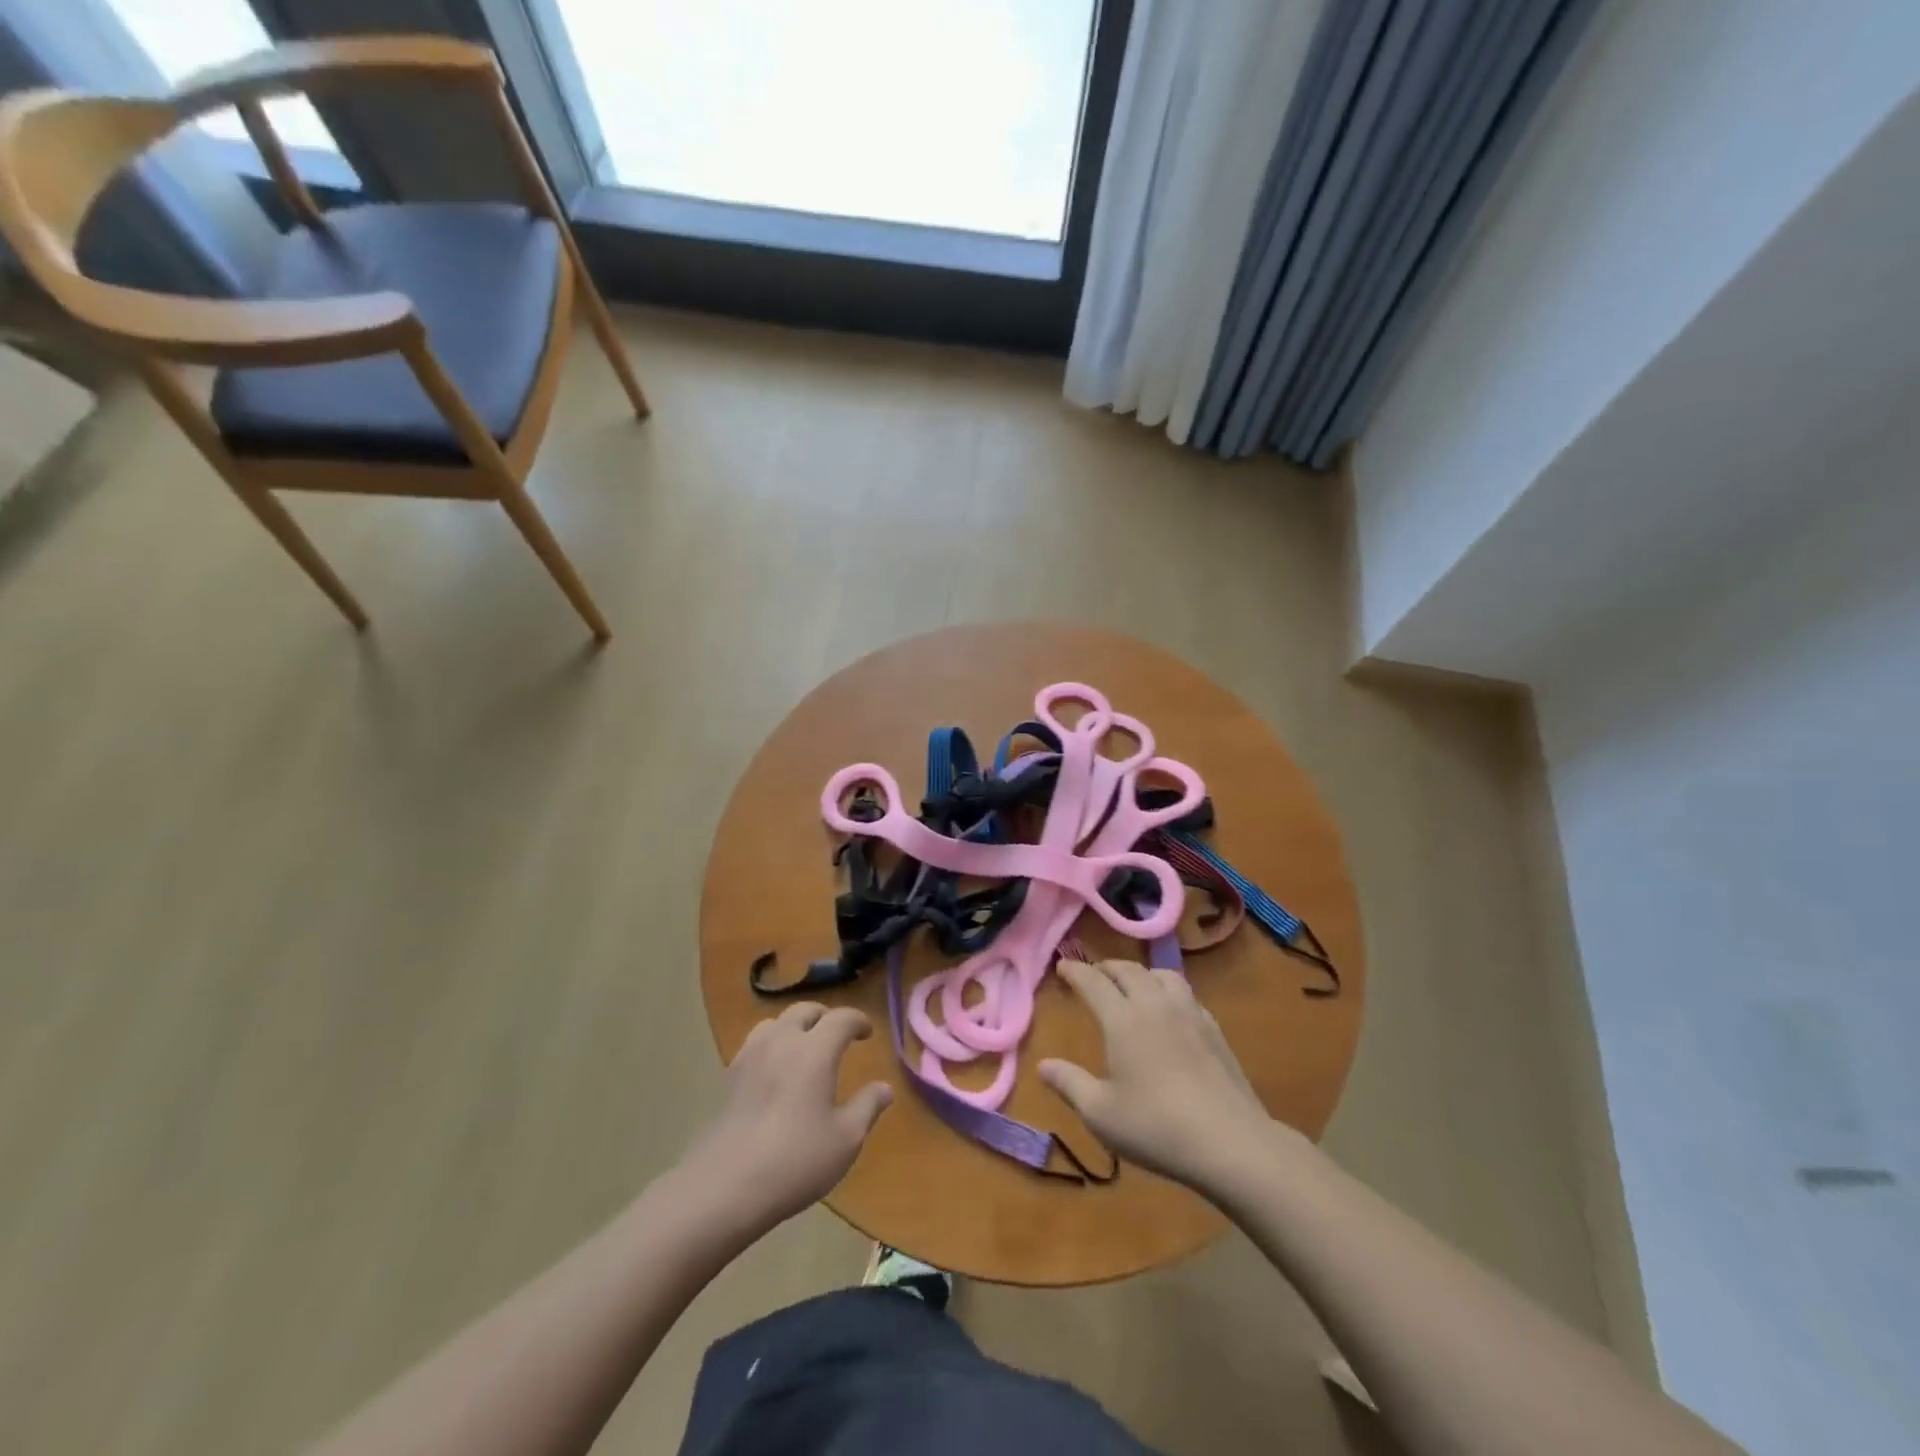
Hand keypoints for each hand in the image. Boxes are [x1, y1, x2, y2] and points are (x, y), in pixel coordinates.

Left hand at [682, 1003, 892, 1231]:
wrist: (724, 1186)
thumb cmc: (795, 1160)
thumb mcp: (845, 1139)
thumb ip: (867, 1107)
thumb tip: (884, 1087)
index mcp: (814, 1051)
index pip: (840, 1019)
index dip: (857, 1020)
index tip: (867, 1032)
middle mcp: (782, 1042)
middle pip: (804, 1011)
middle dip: (825, 1017)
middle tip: (837, 1034)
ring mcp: (750, 1057)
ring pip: (775, 1023)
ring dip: (794, 1026)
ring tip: (804, 1046)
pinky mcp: (728, 1078)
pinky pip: (754, 1044)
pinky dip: (771, 1044)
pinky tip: (774, 1070)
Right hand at [1040, 959, 1277, 1195]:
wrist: (1231, 1142)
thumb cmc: (1157, 1127)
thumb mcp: (1101, 1113)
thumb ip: (1069, 1084)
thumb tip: (1043, 1065)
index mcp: (1123, 1020)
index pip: (1094, 982)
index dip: (1075, 971)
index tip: (1062, 966)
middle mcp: (1155, 1005)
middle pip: (1128, 970)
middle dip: (1106, 967)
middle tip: (1093, 974)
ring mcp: (1189, 1014)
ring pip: (1162, 975)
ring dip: (1141, 973)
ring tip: (1133, 985)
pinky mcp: (1214, 1029)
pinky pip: (1186, 994)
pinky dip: (1168, 990)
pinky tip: (1170, 1011)